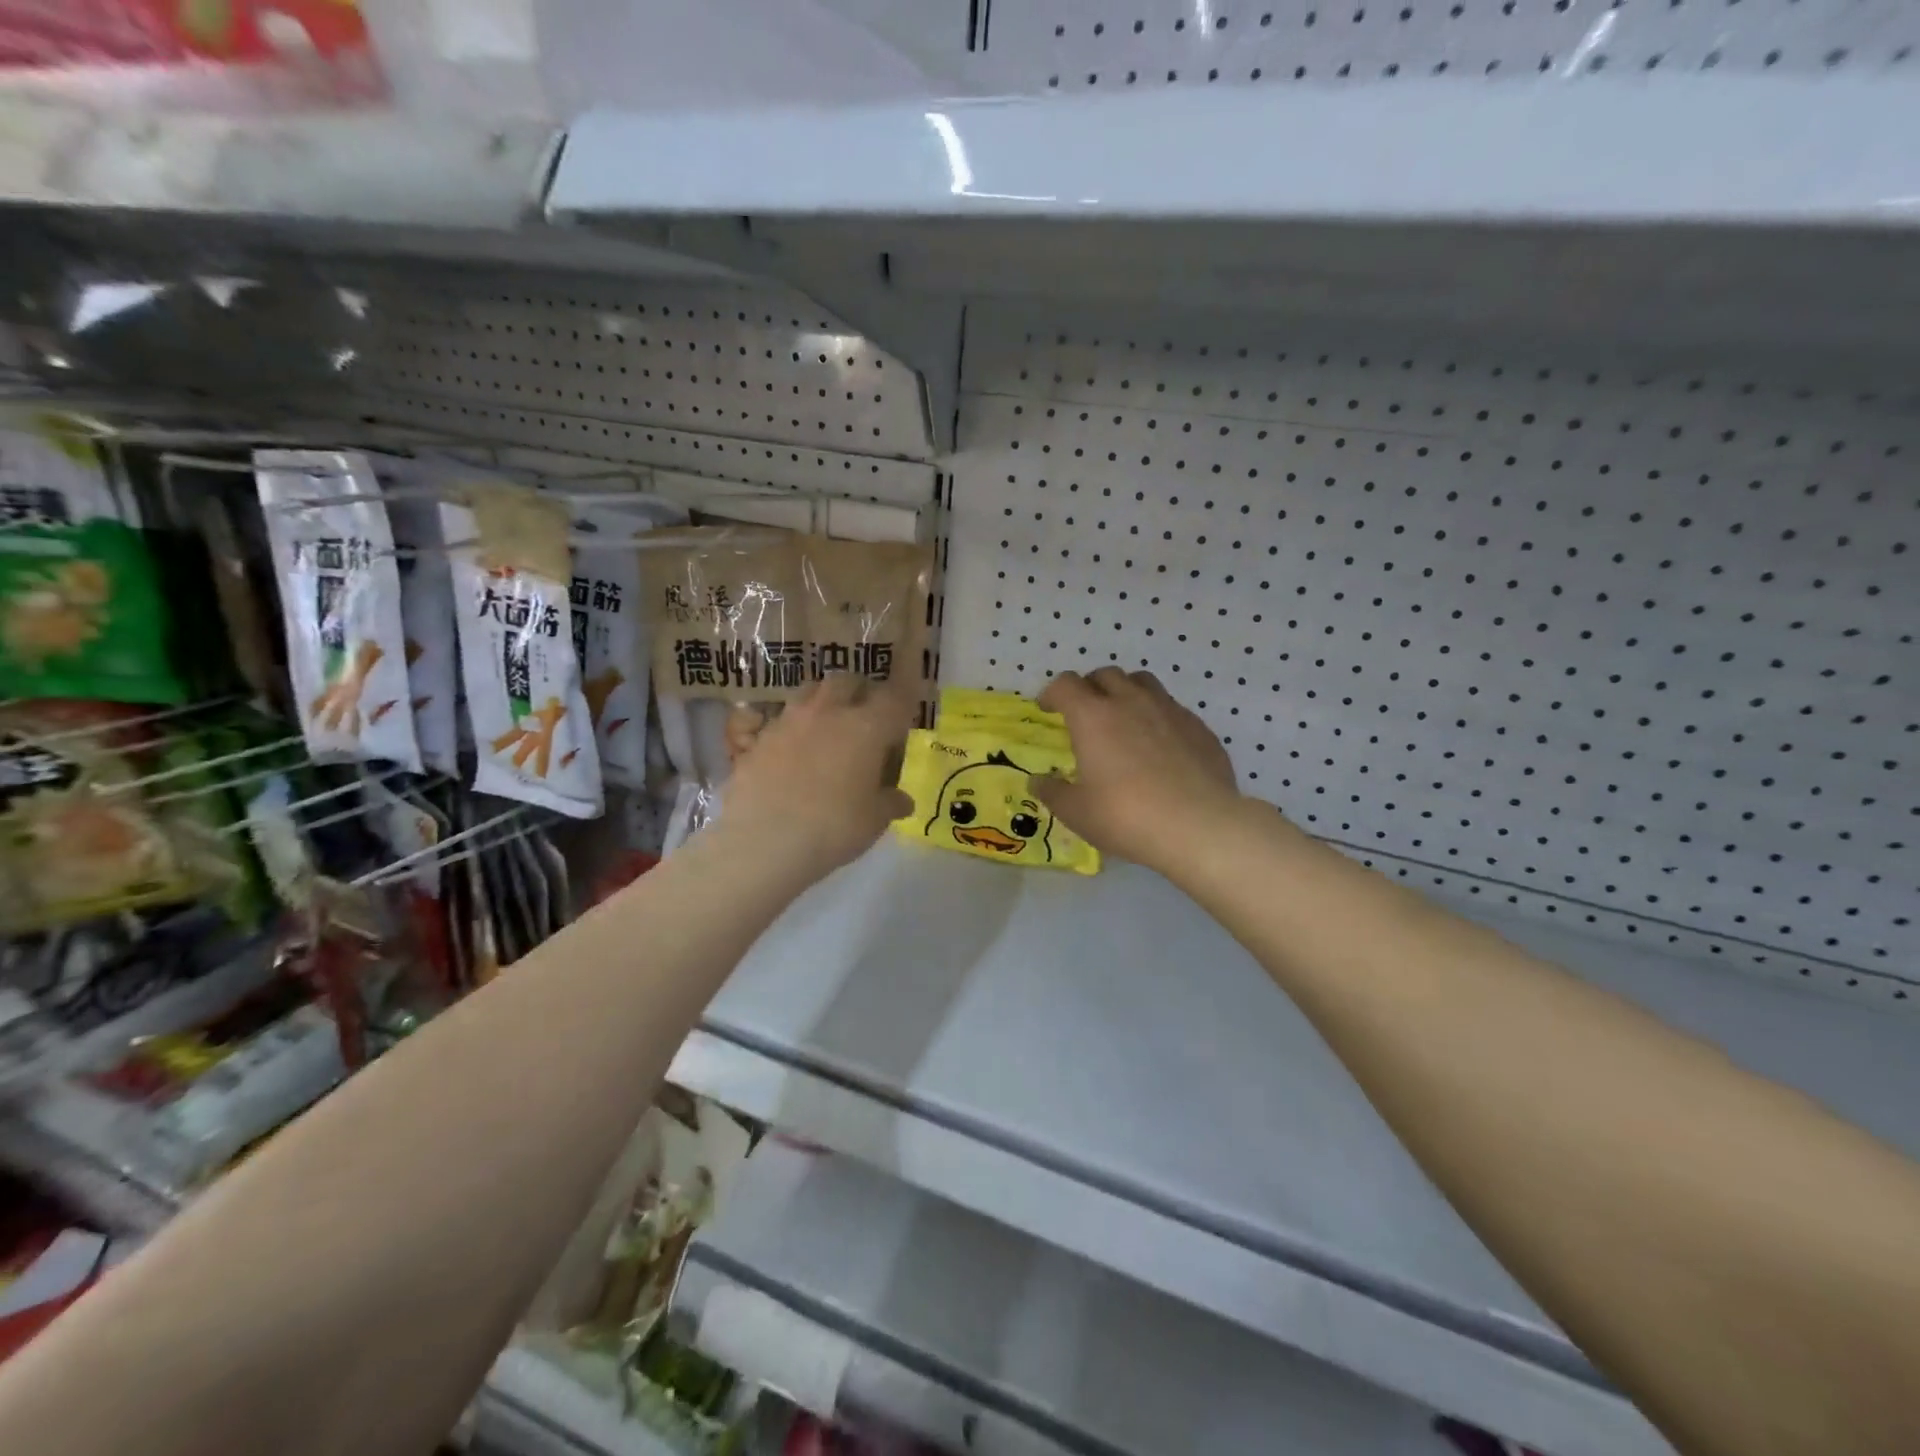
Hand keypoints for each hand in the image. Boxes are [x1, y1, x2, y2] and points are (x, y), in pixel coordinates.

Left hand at [720, 674, 915, 880]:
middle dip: (860, 691)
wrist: (763, 842)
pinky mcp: (757, 740)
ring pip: (809, 692)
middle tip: (867, 714)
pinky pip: (779, 721)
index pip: (895, 695)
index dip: (906, 691)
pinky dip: (791, 729)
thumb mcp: (874, 820)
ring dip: (823, 701)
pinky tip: (792, 752)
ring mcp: (787, 721)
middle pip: (847, 681)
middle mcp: (828, 713)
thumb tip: (902, 800)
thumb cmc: (833, 828)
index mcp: (867, 727)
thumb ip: (891, 803)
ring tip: (827, 726)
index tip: (911, 695)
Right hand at [1033, 668, 1240, 871]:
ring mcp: (1169, 710)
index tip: (1048, 709)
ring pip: (1142, 682)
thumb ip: (1053, 792)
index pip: (1065, 684)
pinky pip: (1172, 708)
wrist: (1199, 825)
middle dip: (1090, 688)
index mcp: (1093, 716)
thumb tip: (1038, 780)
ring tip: (1123, 719)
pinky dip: (1157, 717)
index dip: (1052, 693)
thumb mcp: (1077, 812)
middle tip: (1085, 713)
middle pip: (1105, 675)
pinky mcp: (1199, 727)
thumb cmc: (1126, 816)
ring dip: (1126, 692)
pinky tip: (1160, 746)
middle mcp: (1130, 702)